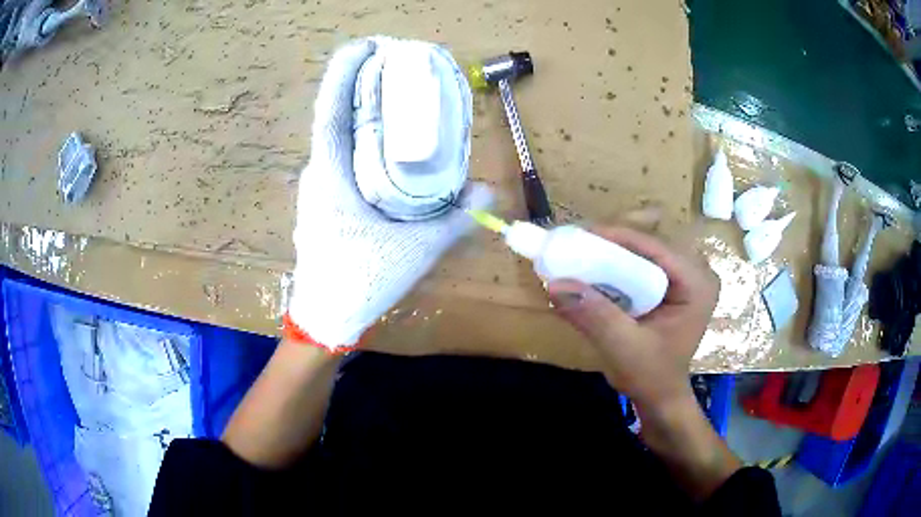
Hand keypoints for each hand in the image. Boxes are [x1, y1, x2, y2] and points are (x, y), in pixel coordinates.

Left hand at [288, 39, 491, 349]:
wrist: (325, 318)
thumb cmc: (360, 281)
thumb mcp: (414, 250)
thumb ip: (454, 221)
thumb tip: (490, 192)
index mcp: (330, 174)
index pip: (331, 109)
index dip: (344, 71)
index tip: (369, 45)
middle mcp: (318, 172)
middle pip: (336, 115)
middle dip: (361, 84)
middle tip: (398, 66)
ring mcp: (318, 187)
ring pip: (338, 137)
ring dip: (362, 111)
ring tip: (396, 96)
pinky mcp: (324, 201)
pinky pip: (342, 157)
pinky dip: (362, 139)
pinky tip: (386, 144)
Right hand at [547, 226, 718, 413]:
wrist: (661, 398)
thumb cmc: (651, 377)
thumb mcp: (623, 347)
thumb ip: (594, 315)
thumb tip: (555, 284)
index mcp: (697, 284)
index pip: (656, 247)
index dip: (617, 237)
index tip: (579, 235)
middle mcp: (697, 273)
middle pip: (651, 244)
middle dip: (613, 243)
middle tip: (577, 245)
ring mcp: (687, 278)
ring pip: (646, 251)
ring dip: (613, 252)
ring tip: (581, 253)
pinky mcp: (674, 285)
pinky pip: (644, 264)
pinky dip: (619, 265)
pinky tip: (597, 270)